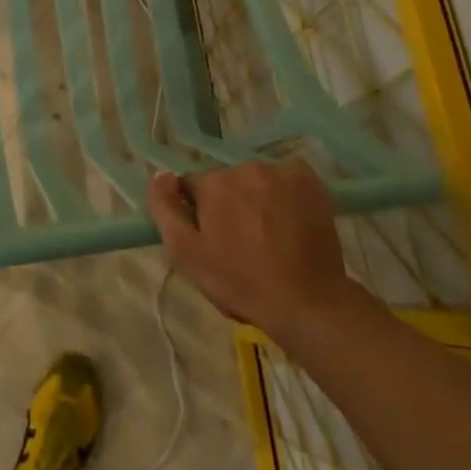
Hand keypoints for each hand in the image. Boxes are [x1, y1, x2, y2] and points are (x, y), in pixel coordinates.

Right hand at [147, 160, 364, 347]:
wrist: (306, 302)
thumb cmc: (239, 282)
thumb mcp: (186, 254)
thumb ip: (165, 209)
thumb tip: (159, 174)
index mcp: (214, 183)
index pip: (192, 188)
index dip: (198, 214)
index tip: (211, 240)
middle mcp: (246, 167)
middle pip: (226, 181)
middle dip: (228, 204)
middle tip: (240, 242)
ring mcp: (282, 172)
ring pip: (255, 180)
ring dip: (256, 198)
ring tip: (268, 235)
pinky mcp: (310, 181)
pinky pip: (286, 178)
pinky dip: (284, 193)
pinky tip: (289, 219)